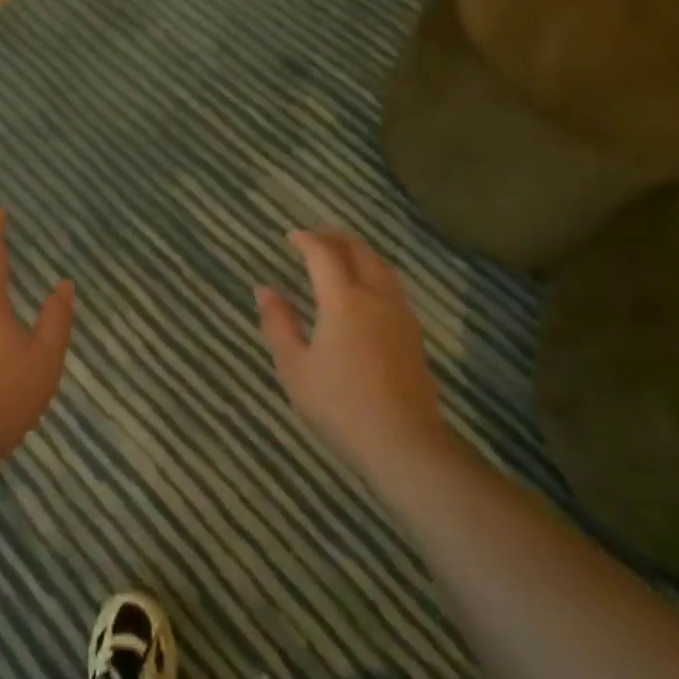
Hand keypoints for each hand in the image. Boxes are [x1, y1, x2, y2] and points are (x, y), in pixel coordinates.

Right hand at [256, 230, 457, 485]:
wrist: (403, 442)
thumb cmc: (339, 404)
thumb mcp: (294, 366)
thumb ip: (278, 323)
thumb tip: (265, 290)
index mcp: (344, 301)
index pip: (324, 255)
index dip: (306, 240)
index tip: (290, 235)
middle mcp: (376, 298)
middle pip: (360, 252)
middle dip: (336, 238)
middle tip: (315, 236)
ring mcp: (400, 315)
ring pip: (381, 268)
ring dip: (358, 253)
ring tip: (339, 256)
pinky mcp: (413, 335)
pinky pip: (391, 287)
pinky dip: (372, 273)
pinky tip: (362, 291)